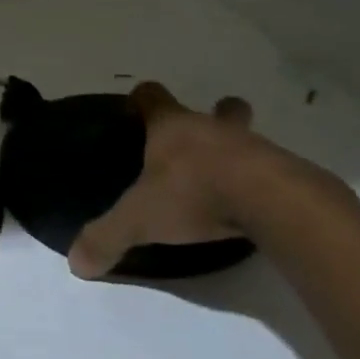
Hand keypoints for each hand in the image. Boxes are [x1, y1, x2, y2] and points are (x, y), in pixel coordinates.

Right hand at [67, 81, 281, 278]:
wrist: (268, 201)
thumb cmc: (194, 193)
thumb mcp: (140, 219)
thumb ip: (108, 236)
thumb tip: (76, 262)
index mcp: (172, 126)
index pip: (152, 96)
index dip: (143, 100)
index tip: (138, 111)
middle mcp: (210, 128)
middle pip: (217, 108)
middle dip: (214, 115)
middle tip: (201, 143)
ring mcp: (252, 147)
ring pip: (245, 137)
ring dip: (238, 152)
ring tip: (229, 180)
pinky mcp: (283, 172)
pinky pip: (271, 169)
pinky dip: (261, 181)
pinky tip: (254, 205)